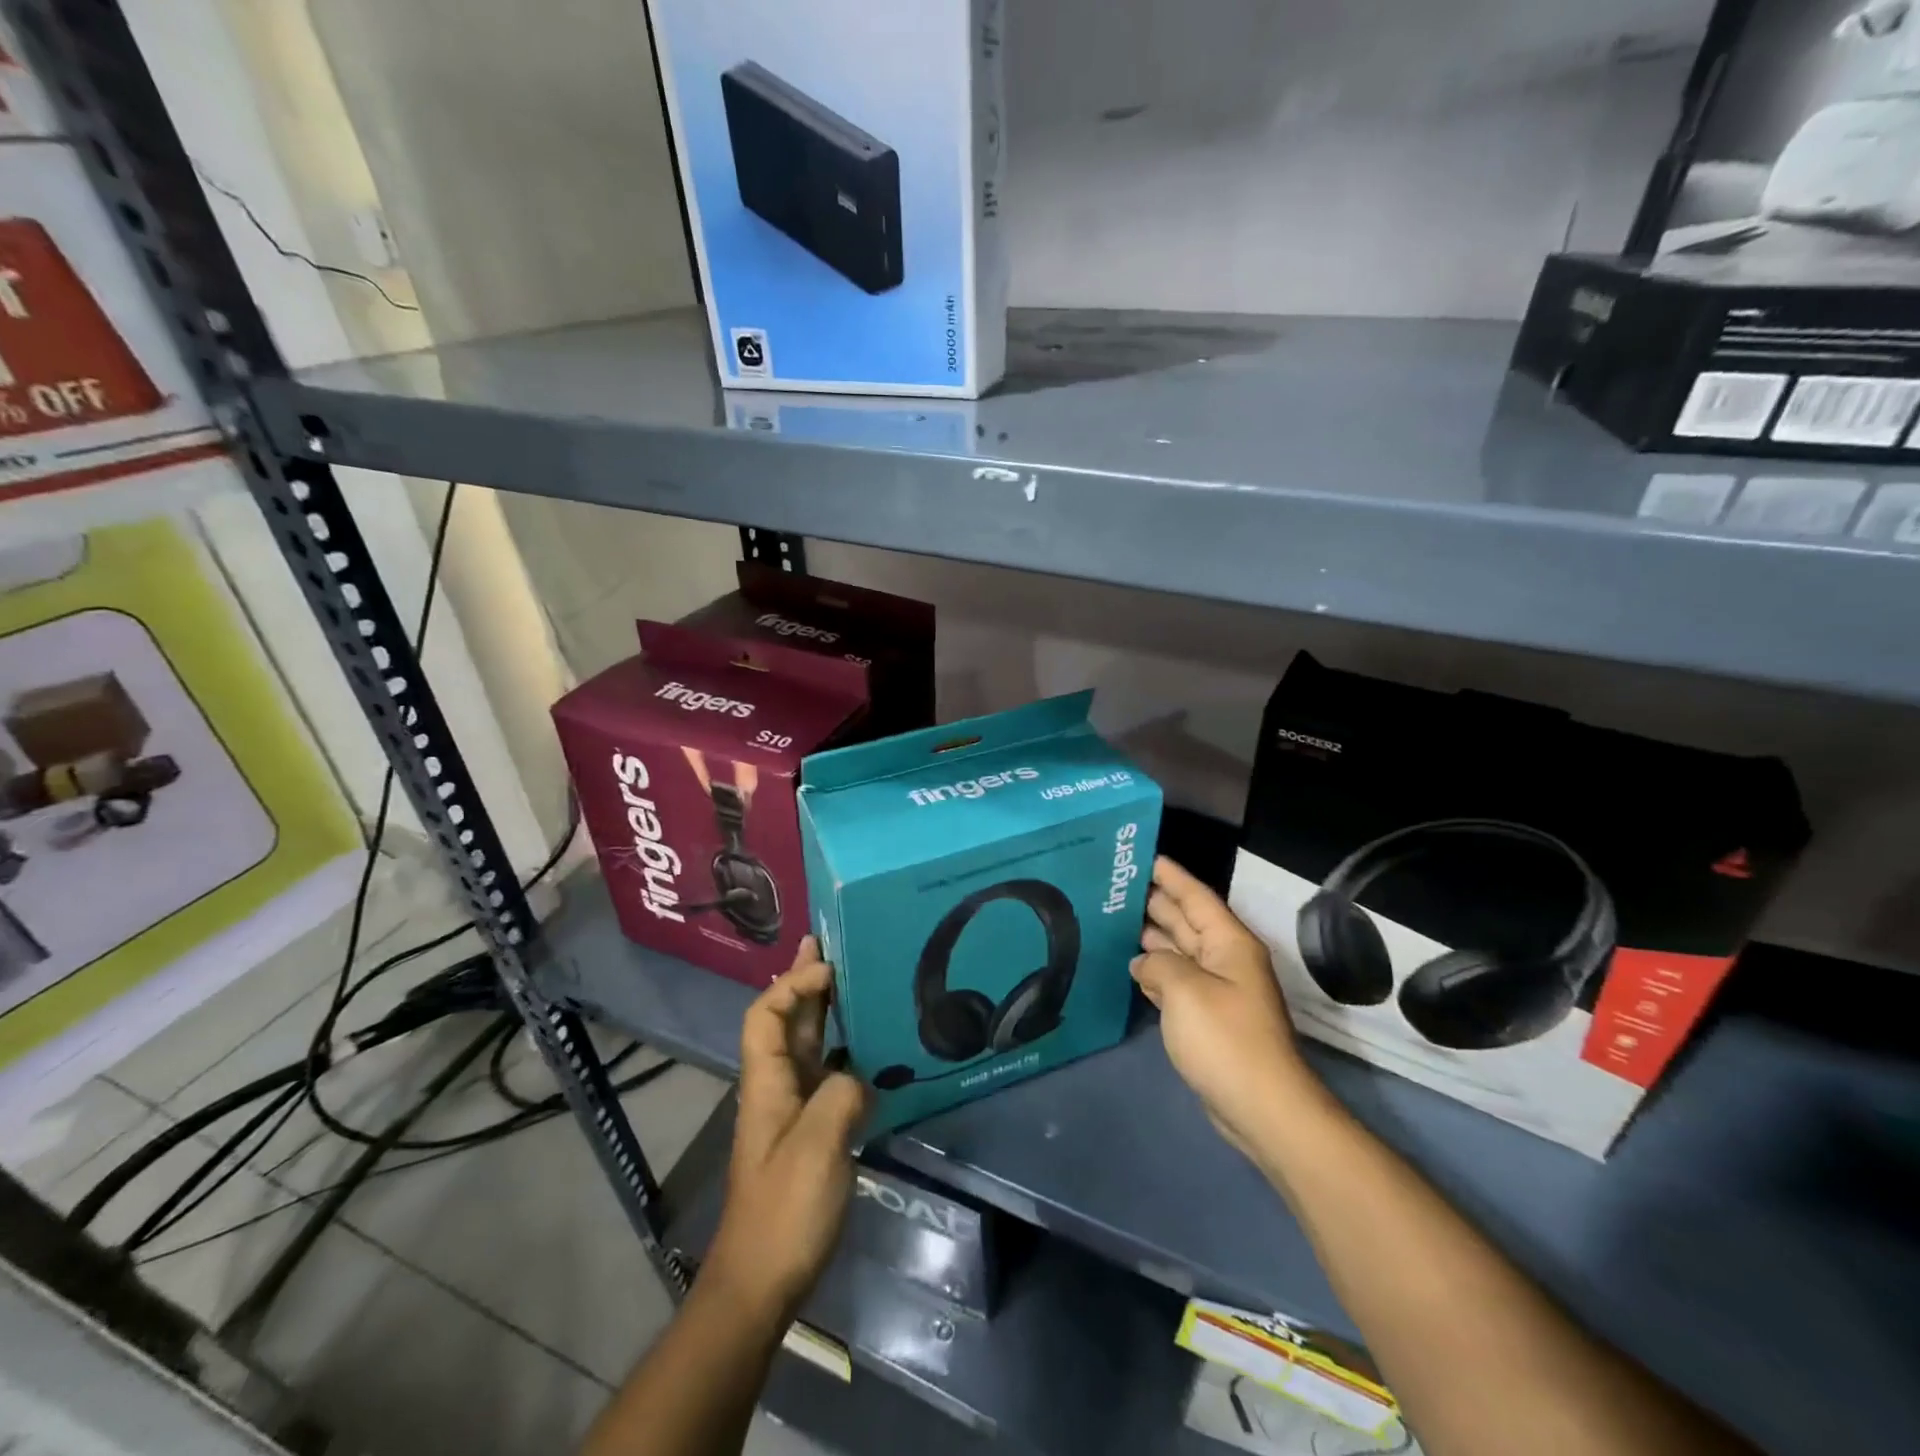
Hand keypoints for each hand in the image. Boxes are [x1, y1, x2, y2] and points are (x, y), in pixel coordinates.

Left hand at [705, 938, 867, 1318]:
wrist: (762, 1280)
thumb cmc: (784, 1209)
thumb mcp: (818, 1146)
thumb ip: (842, 1096)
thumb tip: (860, 1077)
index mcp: (766, 1082)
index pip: (765, 1014)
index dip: (791, 984)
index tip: (829, 967)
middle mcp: (776, 1086)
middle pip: (784, 1021)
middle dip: (803, 981)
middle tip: (827, 943)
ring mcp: (793, 1110)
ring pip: (805, 1045)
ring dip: (822, 1009)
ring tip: (850, 979)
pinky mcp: (811, 1132)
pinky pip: (826, 1074)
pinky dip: (843, 1048)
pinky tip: (869, 1046)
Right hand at [1132, 857, 1316, 1160]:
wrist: (1262, 1107)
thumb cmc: (1225, 1038)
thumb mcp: (1184, 989)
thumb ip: (1157, 963)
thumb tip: (1144, 962)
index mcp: (1229, 943)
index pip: (1196, 897)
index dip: (1171, 876)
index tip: (1145, 857)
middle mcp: (1226, 960)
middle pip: (1187, 921)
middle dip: (1157, 903)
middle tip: (1119, 887)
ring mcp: (1219, 991)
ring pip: (1181, 951)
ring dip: (1153, 937)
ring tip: (1116, 921)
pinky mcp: (1210, 1019)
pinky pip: (1178, 981)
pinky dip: (1156, 971)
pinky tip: (1133, 967)